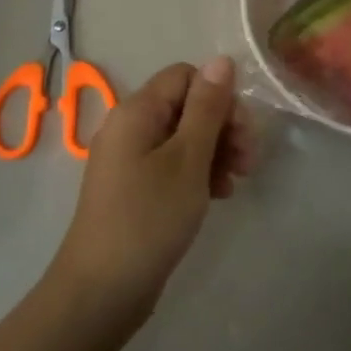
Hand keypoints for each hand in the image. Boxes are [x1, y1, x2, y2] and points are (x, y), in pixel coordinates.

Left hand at [46, 56, 251, 329]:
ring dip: (215, 151)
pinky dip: (197, 173)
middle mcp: (129, 126)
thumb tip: (222, 60)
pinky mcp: (134, 188)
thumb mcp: (188, 159)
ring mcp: (129, 159)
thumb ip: (207, 108)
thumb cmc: (149, 218)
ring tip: (235, 182)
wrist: (102, 291)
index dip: (219, 96)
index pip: (186, 76)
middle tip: (247, 160)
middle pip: (186, 105)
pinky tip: (218, 196)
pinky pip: (171, 164)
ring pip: (182, 137)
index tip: (242, 132)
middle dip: (222, 126)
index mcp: (136, 110)